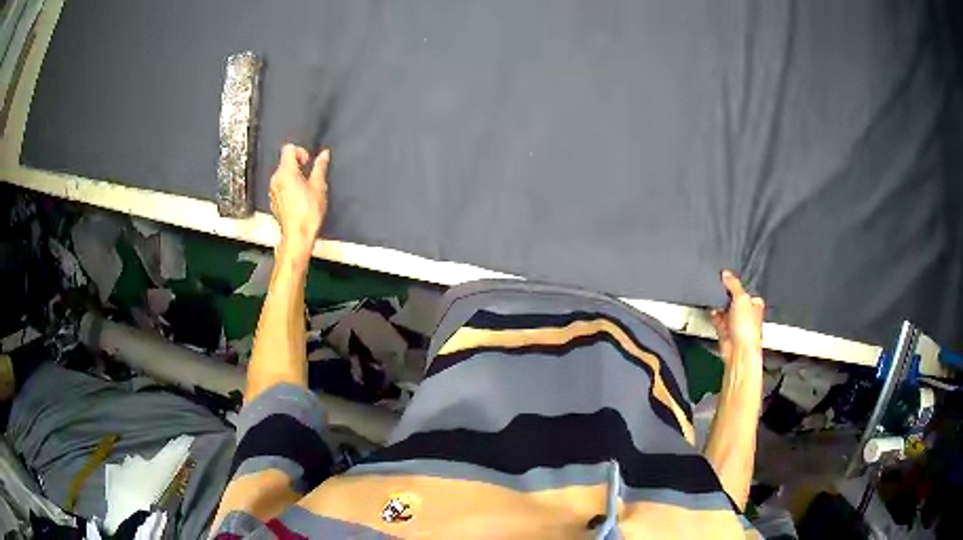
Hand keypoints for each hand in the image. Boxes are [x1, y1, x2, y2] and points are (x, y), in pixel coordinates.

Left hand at [269, 144, 329, 260]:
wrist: (297, 236)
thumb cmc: (308, 213)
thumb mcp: (318, 187)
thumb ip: (320, 167)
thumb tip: (324, 155)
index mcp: (286, 172)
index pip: (288, 149)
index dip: (300, 151)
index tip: (308, 162)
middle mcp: (276, 179)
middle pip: (285, 162)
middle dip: (298, 165)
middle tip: (310, 176)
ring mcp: (273, 190)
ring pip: (282, 175)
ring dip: (293, 176)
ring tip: (306, 189)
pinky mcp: (273, 201)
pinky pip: (280, 187)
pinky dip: (288, 187)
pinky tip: (299, 199)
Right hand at [710, 271, 763, 362]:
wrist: (738, 350)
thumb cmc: (747, 327)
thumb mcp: (742, 298)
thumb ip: (733, 284)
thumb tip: (725, 273)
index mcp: (754, 303)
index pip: (743, 288)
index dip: (735, 283)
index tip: (725, 276)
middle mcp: (744, 312)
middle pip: (731, 297)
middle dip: (724, 294)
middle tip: (717, 287)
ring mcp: (734, 321)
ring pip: (723, 307)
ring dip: (717, 304)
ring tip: (713, 299)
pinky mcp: (723, 329)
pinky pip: (715, 317)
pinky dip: (712, 314)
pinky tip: (711, 310)